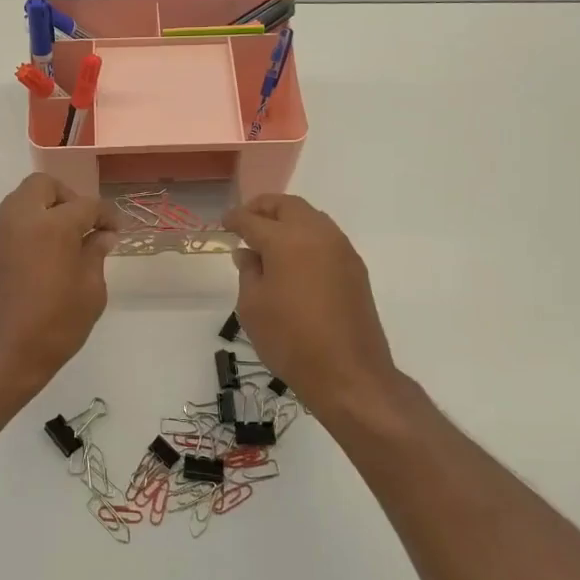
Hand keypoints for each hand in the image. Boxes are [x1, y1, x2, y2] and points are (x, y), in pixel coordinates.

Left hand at [0, 174, 117, 398]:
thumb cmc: (53, 327)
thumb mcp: (90, 293)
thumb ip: (95, 256)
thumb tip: (101, 236)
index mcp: (53, 224)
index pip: (87, 205)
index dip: (106, 215)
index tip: (116, 230)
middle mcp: (21, 218)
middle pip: (44, 186)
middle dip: (68, 198)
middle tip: (84, 226)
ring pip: (23, 199)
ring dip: (46, 209)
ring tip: (65, 241)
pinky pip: (11, 221)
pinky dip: (29, 226)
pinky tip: (43, 255)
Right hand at [223, 194, 399, 420]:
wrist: (348, 372)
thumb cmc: (290, 339)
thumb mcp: (252, 307)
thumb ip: (248, 272)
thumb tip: (248, 253)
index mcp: (286, 240)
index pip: (253, 219)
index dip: (235, 218)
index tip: (224, 222)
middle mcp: (317, 234)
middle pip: (288, 206)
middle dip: (264, 208)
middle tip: (246, 221)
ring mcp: (341, 249)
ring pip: (311, 218)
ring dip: (288, 220)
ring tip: (269, 240)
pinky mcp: (355, 268)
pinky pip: (326, 238)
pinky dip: (306, 237)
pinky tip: (294, 259)